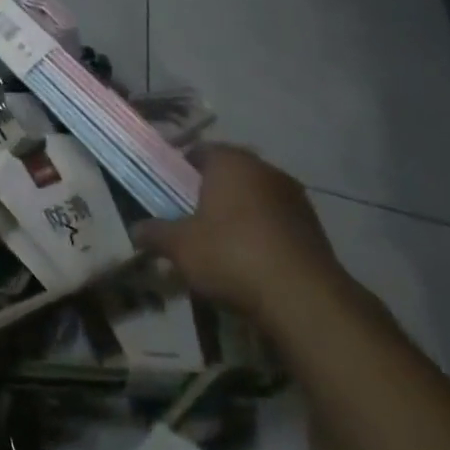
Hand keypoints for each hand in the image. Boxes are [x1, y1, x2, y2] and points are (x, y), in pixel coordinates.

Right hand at [130, 145, 346, 325]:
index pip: (201, 151)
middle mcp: (266, 171)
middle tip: (188, 215)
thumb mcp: (178, 245)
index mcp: (231, 163)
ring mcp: (295, 199)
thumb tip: (136, 230)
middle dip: (209, 191)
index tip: (166, 189)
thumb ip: (154, 233)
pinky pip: (275, 221)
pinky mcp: (313, 228)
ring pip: (255, 197)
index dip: (180, 168)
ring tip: (217, 241)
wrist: (302, 297)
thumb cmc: (230, 254)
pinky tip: (246, 259)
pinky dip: (259, 232)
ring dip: (237, 212)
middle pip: (230, 173)